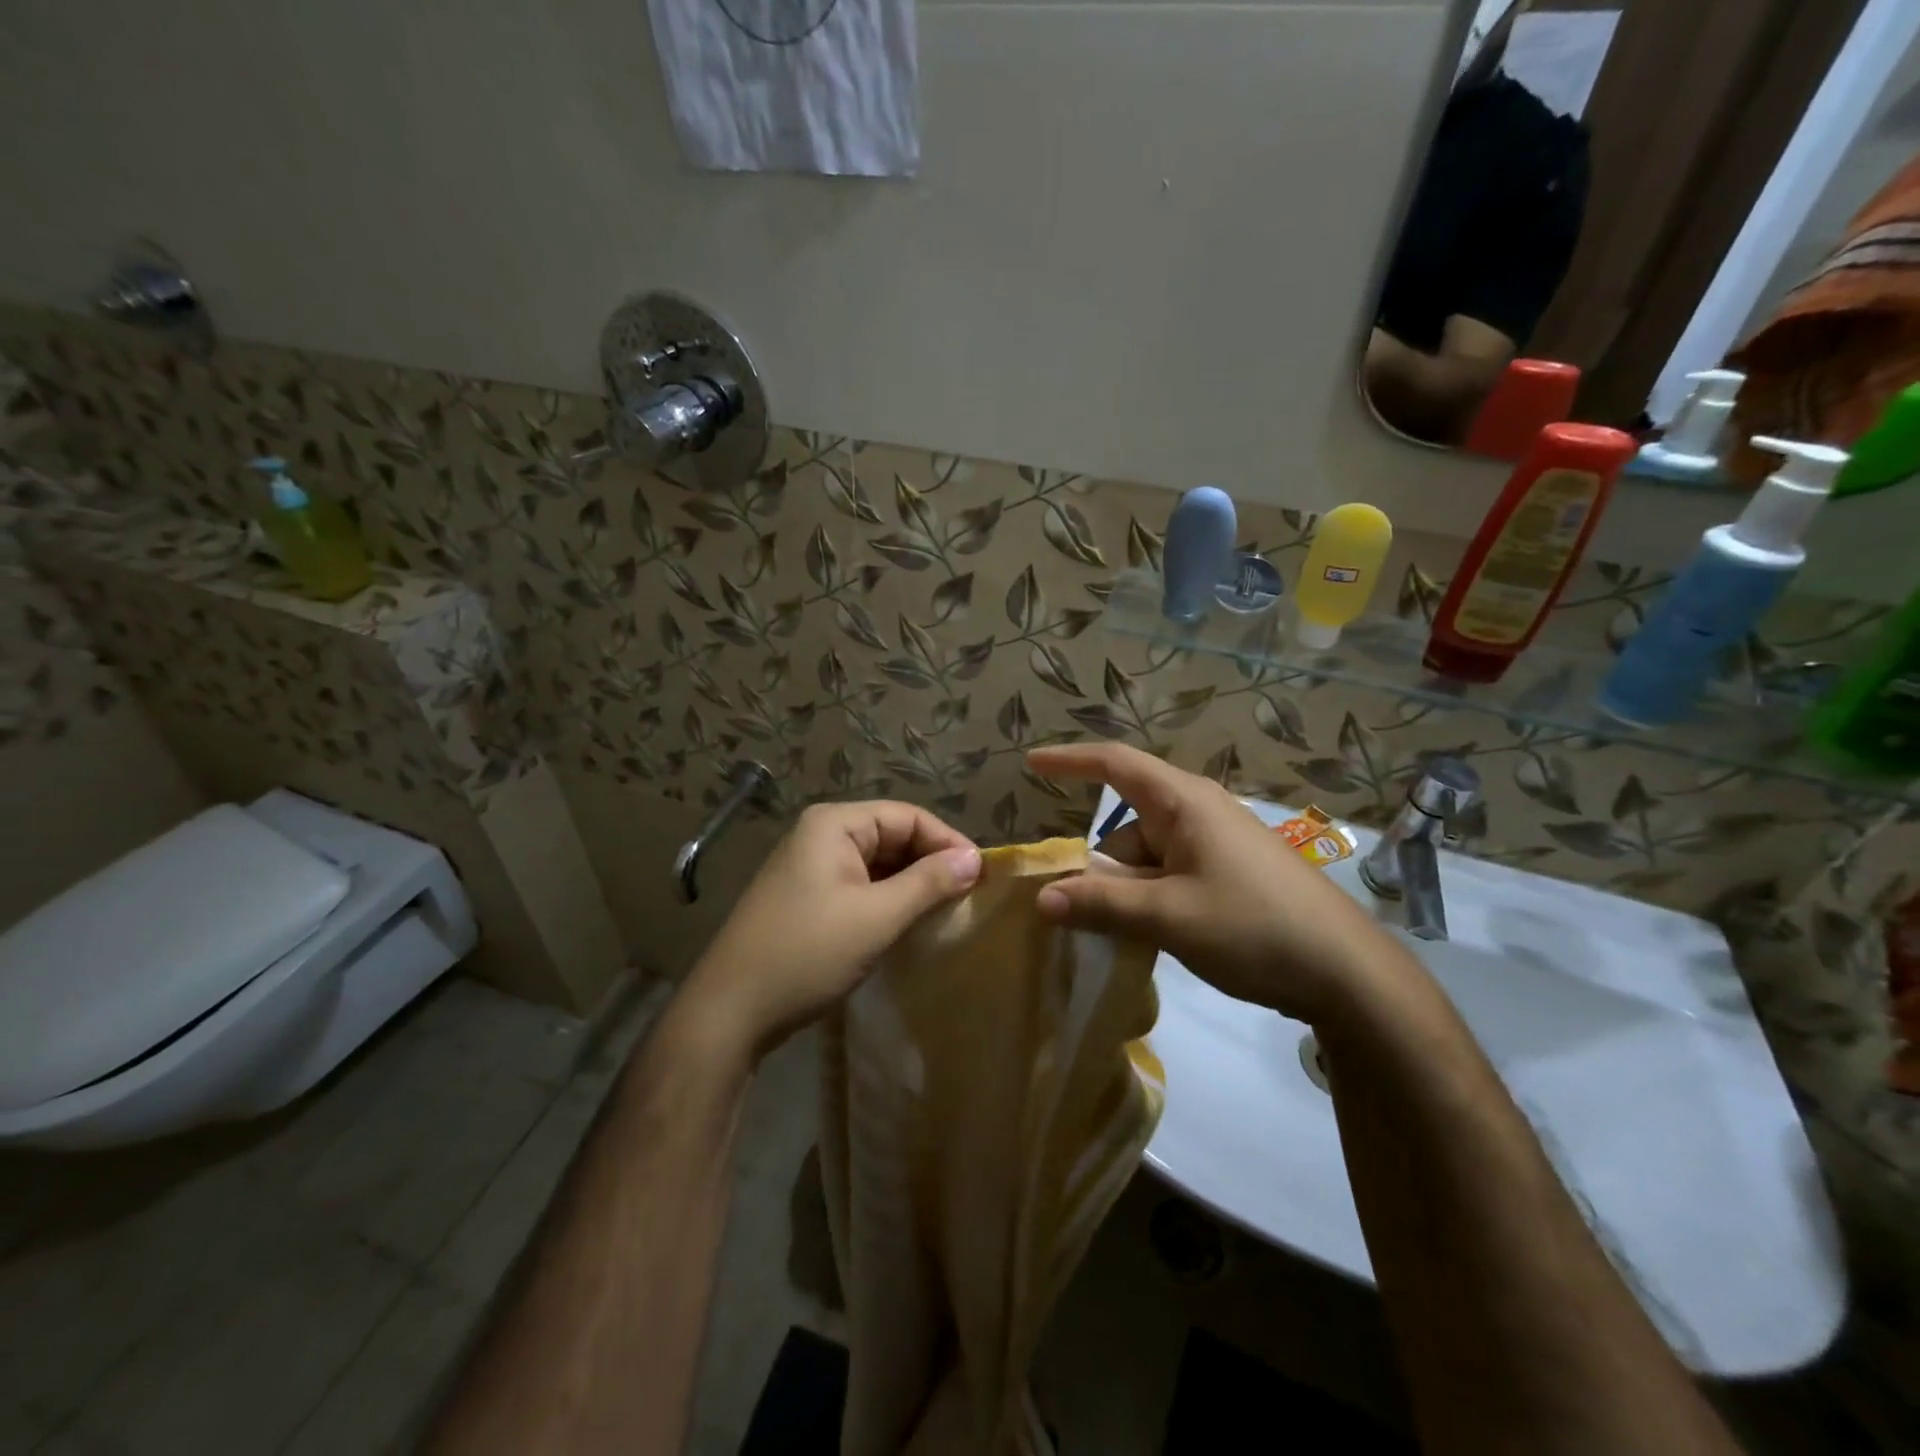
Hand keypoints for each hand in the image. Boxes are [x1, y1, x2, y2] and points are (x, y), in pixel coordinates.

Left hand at [679, 801, 981, 1064]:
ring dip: (911, 883)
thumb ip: (928, 883)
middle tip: (967, 895)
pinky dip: (887, 899)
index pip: (907, 816)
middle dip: (930, 862)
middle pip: (891, 835)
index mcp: (833, 824)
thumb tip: (975, 859)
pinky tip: (907, 922)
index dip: (947, 841)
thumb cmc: (807, 953)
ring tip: (945, 910)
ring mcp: (809, 867)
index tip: (981, 875)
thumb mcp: (877, 917)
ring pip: (876, 863)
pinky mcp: (806, 898)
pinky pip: (859, 885)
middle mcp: (820, 835)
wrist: (730, 1011)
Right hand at [1027, 743, 1415, 1023]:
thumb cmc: (1253, 927)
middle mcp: (1199, 813)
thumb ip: (1101, 904)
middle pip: (1127, 826)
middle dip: (1099, 865)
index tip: (1031, 762)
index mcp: (1185, 803)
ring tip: (1119, 936)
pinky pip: (1171, 875)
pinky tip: (1150, 936)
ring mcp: (1218, 845)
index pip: (1116, 764)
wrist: (1347, 973)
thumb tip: (1042, 898)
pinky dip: (1150, 899)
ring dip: (1126, 890)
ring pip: (1148, 857)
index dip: (1070, 760)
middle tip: (1073, 909)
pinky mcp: (1231, 874)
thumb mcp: (1168, 916)